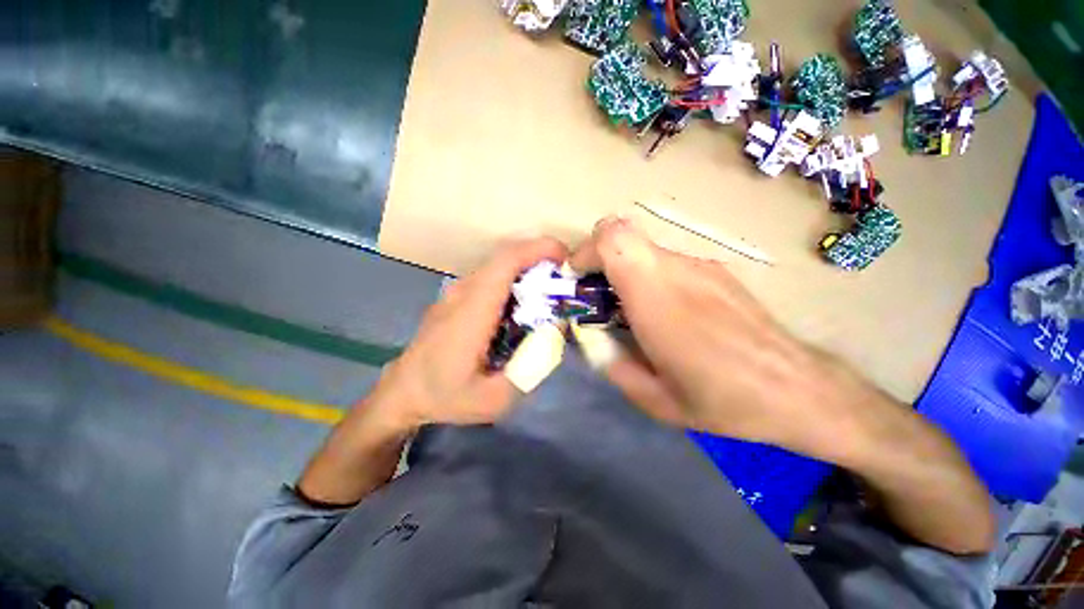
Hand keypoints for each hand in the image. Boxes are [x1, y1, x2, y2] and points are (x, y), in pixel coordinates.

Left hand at [374, 237, 567, 428]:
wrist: (404, 392)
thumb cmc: (446, 396)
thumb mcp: (495, 399)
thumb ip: (530, 367)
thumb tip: (554, 331)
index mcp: (472, 312)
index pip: (505, 262)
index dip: (537, 250)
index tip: (566, 256)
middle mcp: (463, 293)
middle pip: (505, 257)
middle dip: (540, 257)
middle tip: (566, 277)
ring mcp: (457, 292)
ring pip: (498, 265)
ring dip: (528, 268)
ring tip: (551, 289)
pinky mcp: (457, 297)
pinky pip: (491, 277)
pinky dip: (515, 279)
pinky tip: (525, 303)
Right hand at [570, 217, 886, 462]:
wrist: (797, 388)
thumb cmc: (722, 399)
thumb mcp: (654, 399)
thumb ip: (612, 364)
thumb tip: (593, 340)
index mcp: (657, 298)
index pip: (613, 238)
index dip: (586, 250)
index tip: (577, 279)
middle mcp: (677, 270)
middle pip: (623, 235)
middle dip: (598, 261)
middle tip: (597, 297)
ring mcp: (699, 266)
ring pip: (642, 250)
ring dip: (623, 271)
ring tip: (631, 312)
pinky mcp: (714, 271)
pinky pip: (665, 262)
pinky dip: (648, 277)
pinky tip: (666, 313)